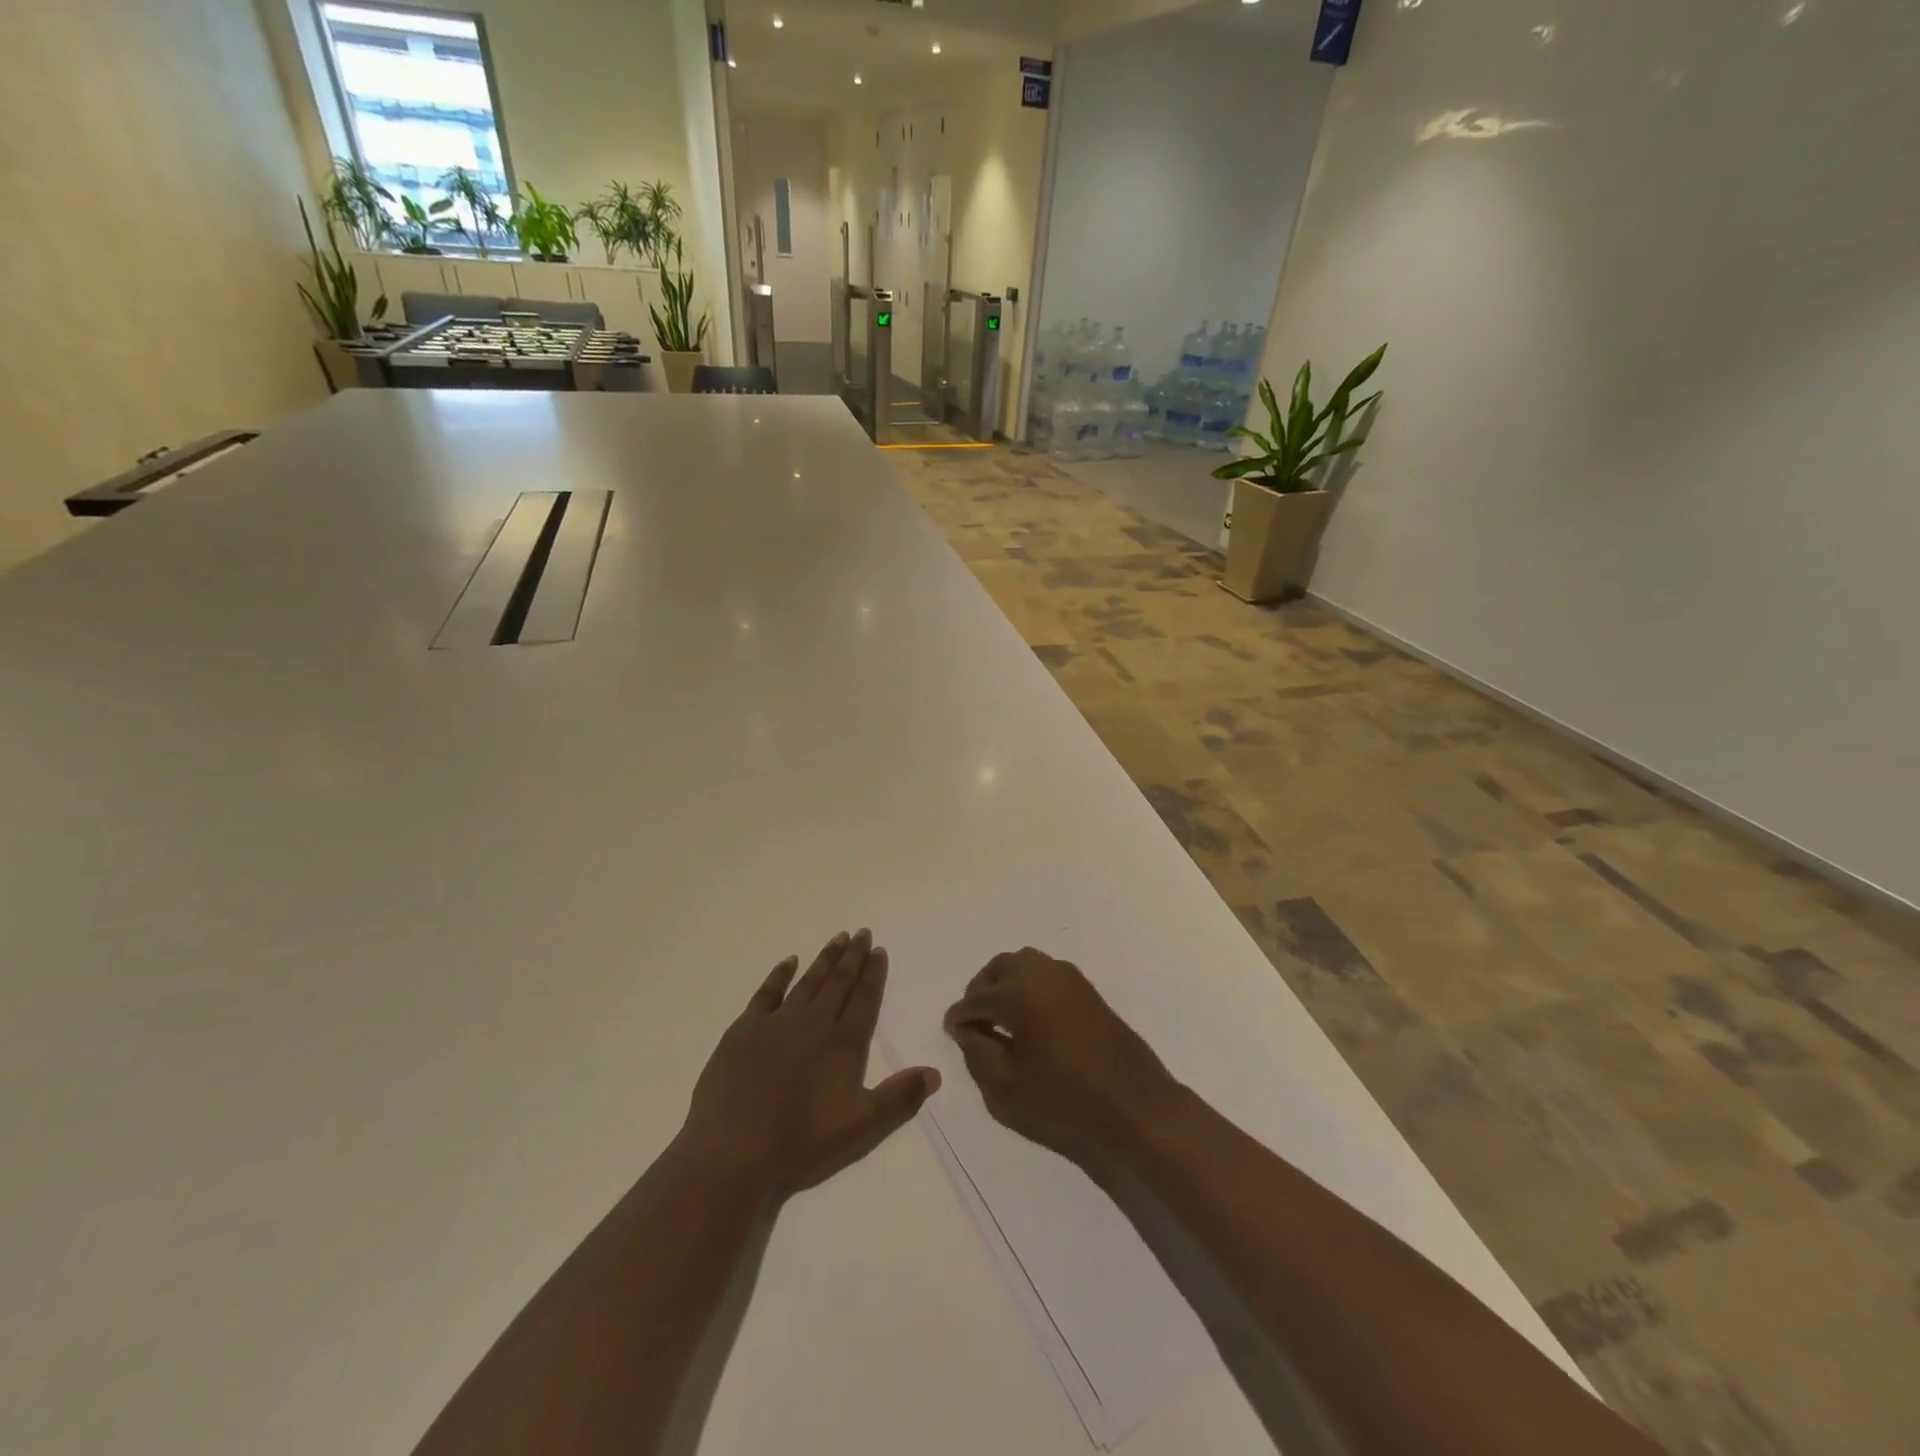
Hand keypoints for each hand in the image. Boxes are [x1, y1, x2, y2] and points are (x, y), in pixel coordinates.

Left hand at [681, 929, 939, 1199]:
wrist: (734, 1150)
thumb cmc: (801, 1142)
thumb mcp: (861, 1127)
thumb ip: (899, 1098)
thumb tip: (935, 1073)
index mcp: (844, 1044)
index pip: (864, 999)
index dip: (873, 974)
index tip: (878, 950)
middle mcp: (814, 1023)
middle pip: (839, 983)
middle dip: (853, 956)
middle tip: (862, 932)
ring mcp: (778, 1022)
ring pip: (809, 982)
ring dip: (825, 959)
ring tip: (838, 937)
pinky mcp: (745, 1029)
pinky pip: (767, 992)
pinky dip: (780, 974)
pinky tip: (789, 961)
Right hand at [943, 948, 1183, 1164]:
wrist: (1137, 1109)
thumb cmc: (1066, 1103)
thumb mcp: (1006, 1089)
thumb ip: (978, 1054)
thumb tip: (968, 1030)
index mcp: (1021, 993)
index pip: (977, 998)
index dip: (960, 1016)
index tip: (952, 1031)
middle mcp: (1045, 974)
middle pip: (1001, 967)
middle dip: (982, 989)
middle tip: (976, 1020)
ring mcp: (1071, 979)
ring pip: (1026, 964)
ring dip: (1007, 983)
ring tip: (1002, 1019)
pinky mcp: (1089, 992)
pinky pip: (1048, 975)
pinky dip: (1030, 986)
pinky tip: (1031, 1020)